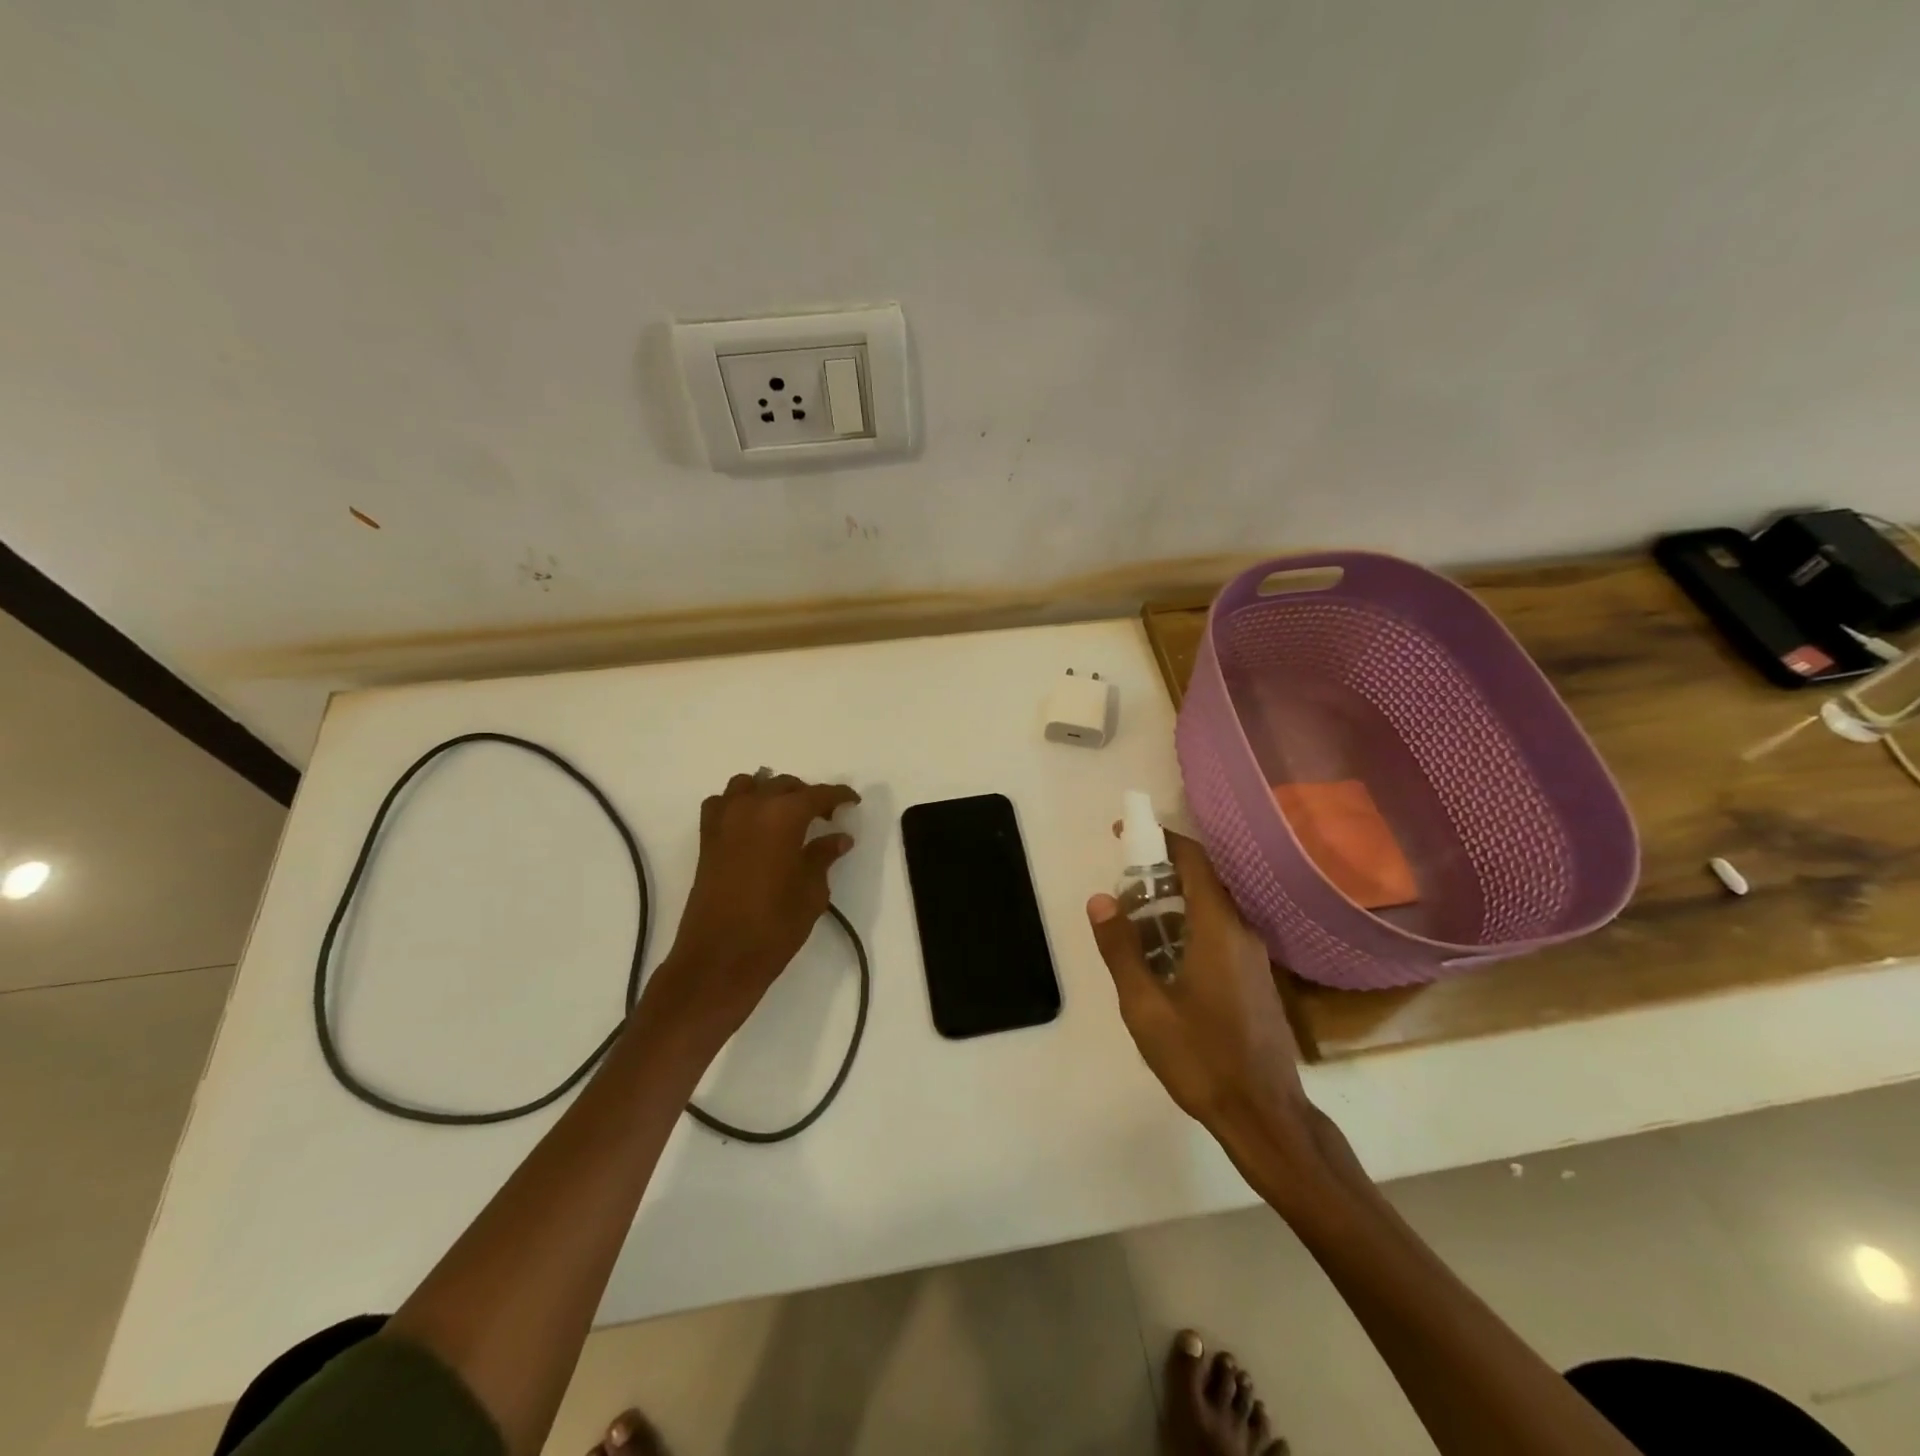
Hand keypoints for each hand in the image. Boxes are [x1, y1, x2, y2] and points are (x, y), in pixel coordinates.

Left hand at [641, 771, 858, 1053]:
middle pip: (783, 785)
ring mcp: (724, 821)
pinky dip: (738, 804)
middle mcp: (751, 808)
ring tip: (785, 816)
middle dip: (806, 795)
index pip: (817, 794)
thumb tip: (839, 838)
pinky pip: (722, 804)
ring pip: (748, 785)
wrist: (719, 959)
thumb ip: (824, 857)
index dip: (838, 795)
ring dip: (769, 793)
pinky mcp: (706, 839)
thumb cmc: (774, 926)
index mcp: (783, 816)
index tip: (852, 801)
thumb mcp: (811, 891)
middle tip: (824, 817)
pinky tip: (751, 825)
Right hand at [1087, 831, 1316, 1167]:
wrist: (1266, 1116)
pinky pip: (1218, 932)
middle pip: (1201, 881)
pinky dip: (1187, 927)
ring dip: (1171, 904)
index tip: (1125, 833)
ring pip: (1210, 909)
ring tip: (1134, 924)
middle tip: (1120, 887)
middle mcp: (1241, 931)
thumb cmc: (1202, 1059)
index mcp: (1218, 928)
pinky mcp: (1255, 978)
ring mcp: (1253, 956)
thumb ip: (1121, 949)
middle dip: (1158, 873)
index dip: (1159, 838)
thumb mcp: (1145, 1007)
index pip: (1193, 860)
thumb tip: (1101, 899)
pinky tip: (1163, 959)